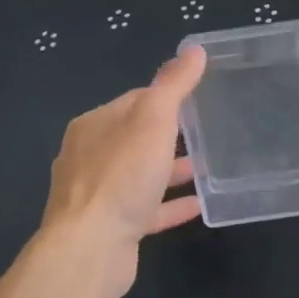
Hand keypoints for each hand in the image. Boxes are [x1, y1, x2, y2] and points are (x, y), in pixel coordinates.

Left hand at [40, 46, 206, 284]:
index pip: (135, 101)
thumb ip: (174, 85)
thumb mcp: (153, 119)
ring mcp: (98, 195)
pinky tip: (199, 205)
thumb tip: (194, 50)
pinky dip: (170, 205)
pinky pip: (147, 209)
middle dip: (169, 134)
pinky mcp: (111, 227)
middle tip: (208, 132)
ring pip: (140, 175)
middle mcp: (89, 157)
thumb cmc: (122, 175)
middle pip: (136, 138)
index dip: (166, 97)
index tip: (199, 99)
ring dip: (171, 170)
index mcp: (94, 126)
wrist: (91, 248)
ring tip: (207, 168)